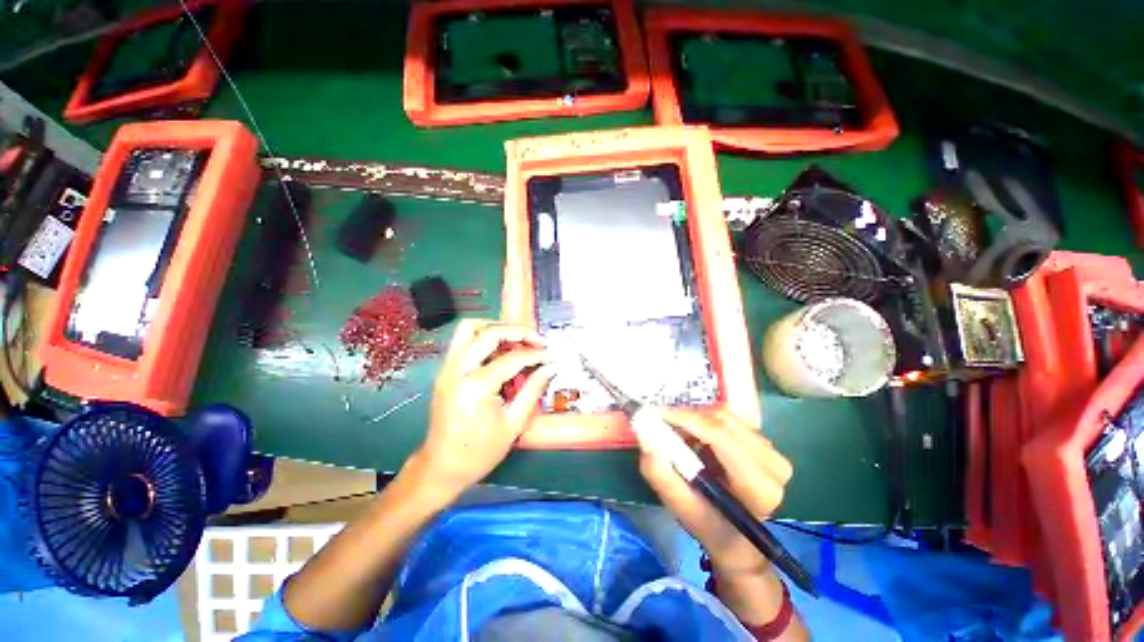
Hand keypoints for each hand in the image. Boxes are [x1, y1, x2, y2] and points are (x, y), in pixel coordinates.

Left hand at [406, 320, 554, 501]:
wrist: (441, 467)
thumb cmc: (480, 452)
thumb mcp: (513, 423)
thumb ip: (534, 389)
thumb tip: (552, 366)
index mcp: (476, 387)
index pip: (513, 358)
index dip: (537, 354)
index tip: (553, 356)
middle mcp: (457, 370)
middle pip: (489, 332)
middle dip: (518, 331)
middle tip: (537, 341)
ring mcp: (447, 368)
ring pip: (470, 327)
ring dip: (497, 328)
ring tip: (518, 341)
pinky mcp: (445, 370)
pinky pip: (464, 340)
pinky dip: (485, 337)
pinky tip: (501, 351)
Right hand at [639, 408, 793, 575]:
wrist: (737, 539)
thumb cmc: (709, 525)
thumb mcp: (680, 507)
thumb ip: (662, 476)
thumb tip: (647, 440)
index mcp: (758, 487)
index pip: (719, 435)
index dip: (686, 419)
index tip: (656, 414)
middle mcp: (774, 466)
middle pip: (723, 420)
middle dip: (687, 416)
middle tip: (662, 422)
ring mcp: (773, 452)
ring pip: (725, 415)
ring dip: (695, 418)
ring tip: (678, 433)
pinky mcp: (765, 443)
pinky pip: (730, 418)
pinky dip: (705, 420)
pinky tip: (694, 436)